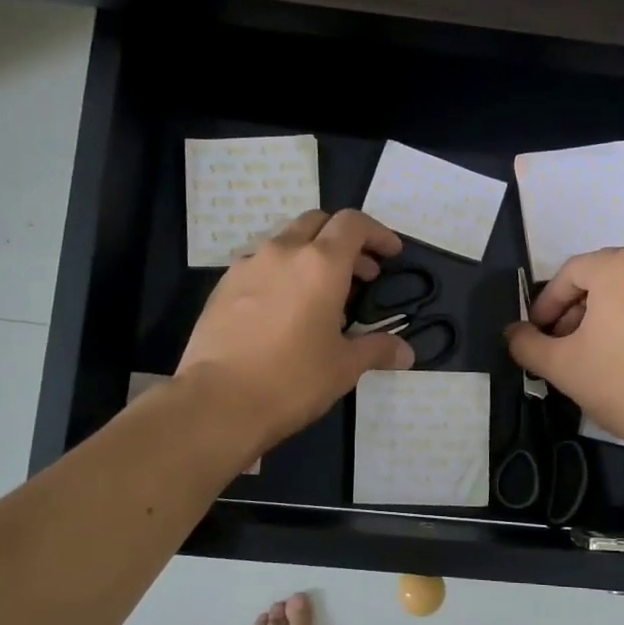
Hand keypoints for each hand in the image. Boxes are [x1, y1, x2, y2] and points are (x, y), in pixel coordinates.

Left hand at [177, 209, 414, 452]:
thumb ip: (376, 349)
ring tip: (321, 294)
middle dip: (343, 240)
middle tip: (360, 274)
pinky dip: (281, 274)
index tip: (390, 254)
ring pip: (285, 242)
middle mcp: (282, 252)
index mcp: (320, 264)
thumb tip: (405, 353)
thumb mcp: (343, 367)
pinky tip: (284, 310)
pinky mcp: (222, 287)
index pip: (353, 224)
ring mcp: (247, 266)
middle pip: (317, 223)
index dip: (377, 233)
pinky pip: (259, 266)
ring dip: (309, 256)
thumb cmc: (292, 379)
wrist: (218, 401)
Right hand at [504, 248, 623, 466]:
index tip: (537, 334)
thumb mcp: (561, 366)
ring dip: (607, 314)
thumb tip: (513, 333)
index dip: (546, 305)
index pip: (570, 275)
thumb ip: (527, 343)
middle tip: (562, 345)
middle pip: (603, 278)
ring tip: (595, 352)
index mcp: (622, 265)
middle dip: (577, 309)